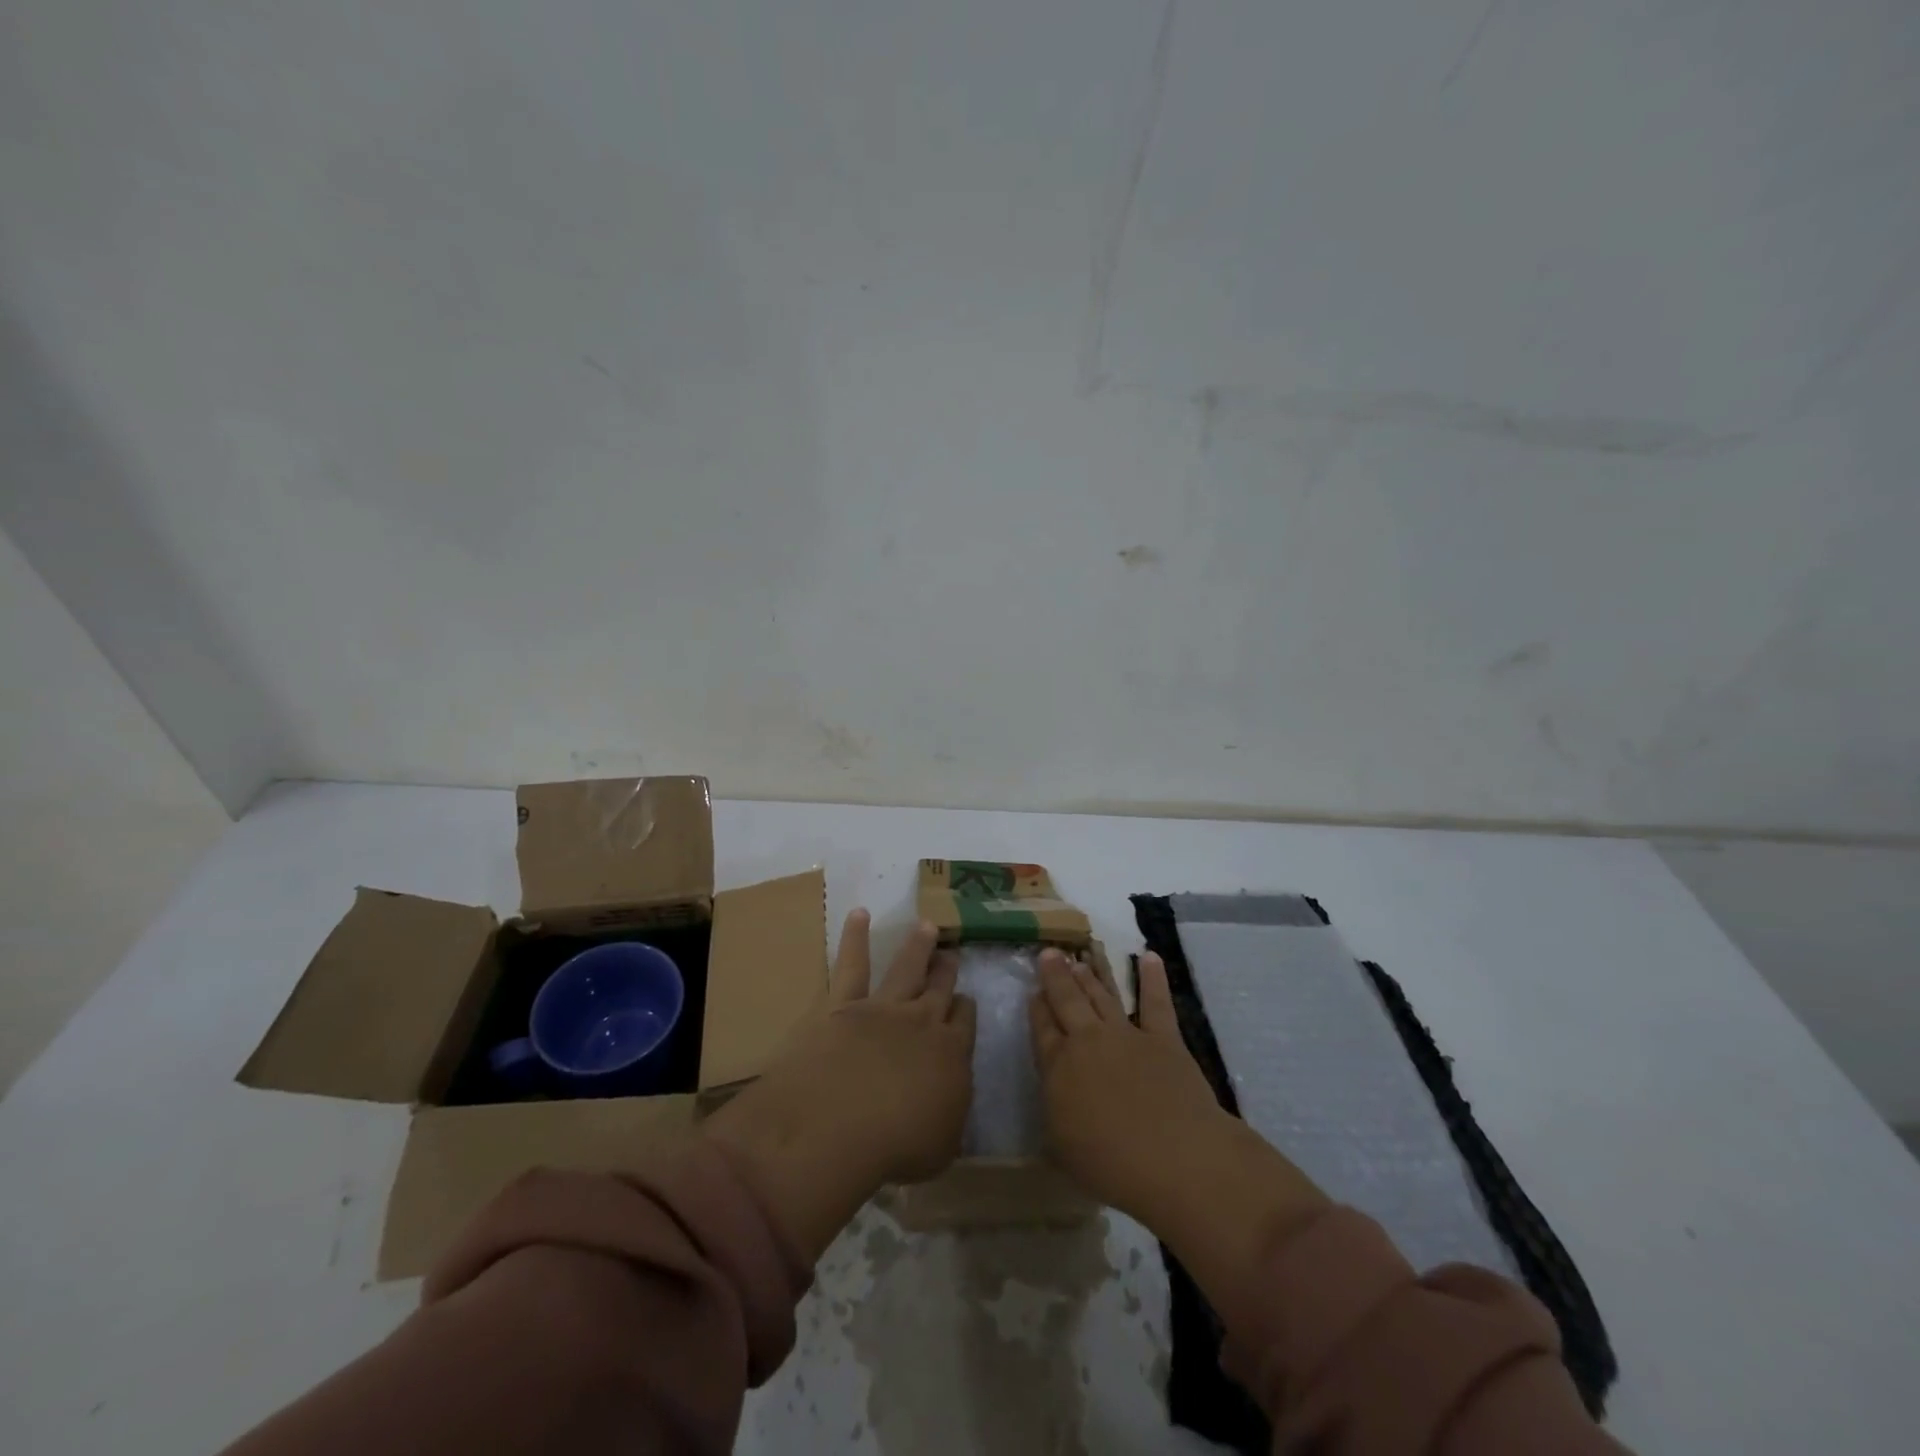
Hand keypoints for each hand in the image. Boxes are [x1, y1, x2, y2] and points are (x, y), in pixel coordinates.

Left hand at [706, 911, 975, 1258]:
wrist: (840, 1122)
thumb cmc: (896, 1147)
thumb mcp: (942, 1145)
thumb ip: (951, 1113)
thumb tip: (951, 1093)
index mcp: (952, 1054)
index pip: (965, 1022)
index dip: (965, 1009)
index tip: (966, 1001)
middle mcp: (922, 1021)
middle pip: (940, 988)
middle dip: (947, 970)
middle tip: (951, 954)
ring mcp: (882, 1007)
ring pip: (907, 967)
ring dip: (918, 946)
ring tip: (927, 926)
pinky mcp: (843, 1003)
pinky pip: (851, 964)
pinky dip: (855, 937)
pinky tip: (859, 914)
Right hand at [1029, 948, 1328, 1297]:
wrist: (1174, 1158)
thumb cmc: (1111, 1164)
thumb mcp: (1063, 1147)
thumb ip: (1055, 1113)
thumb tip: (1054, 1095)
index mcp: (1059, 1068)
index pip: (1042, 1028)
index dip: (1037, 1006)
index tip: (1033, 989)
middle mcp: (1087, 1041)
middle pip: (1068, 1000)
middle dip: (1057, 975)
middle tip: (1049, 952)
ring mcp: (1126, 1035)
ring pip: (1103, 995)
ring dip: (1091, 974)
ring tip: (1081, 955)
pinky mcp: (1164, 1038)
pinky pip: (1156, 1002)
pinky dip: (1152, 978)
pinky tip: (1149, 956)